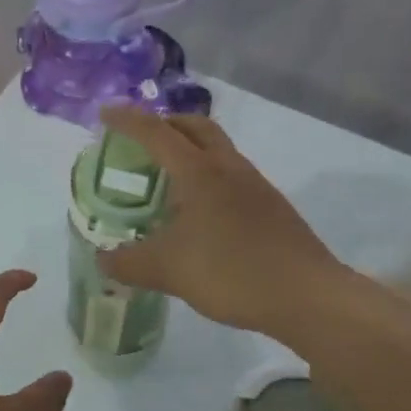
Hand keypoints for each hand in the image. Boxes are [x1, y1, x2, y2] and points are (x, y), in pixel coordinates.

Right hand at [97, 106, 348, 337]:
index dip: (127, 120)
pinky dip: (208, 177)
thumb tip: (102, 260)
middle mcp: (228, 168)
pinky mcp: (272, 206)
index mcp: (200, 172)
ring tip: (167, 179)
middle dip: (165, 124)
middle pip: (196, 127)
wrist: (308, 296)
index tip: (105, 114)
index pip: (156, 133)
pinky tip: (200, 212)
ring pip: (218, 150)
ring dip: (190, 150)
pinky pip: (231, 175)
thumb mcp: (167, 270)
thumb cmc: (232, 272)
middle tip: (140, 140)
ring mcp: (255, 185)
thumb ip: (128, 263)